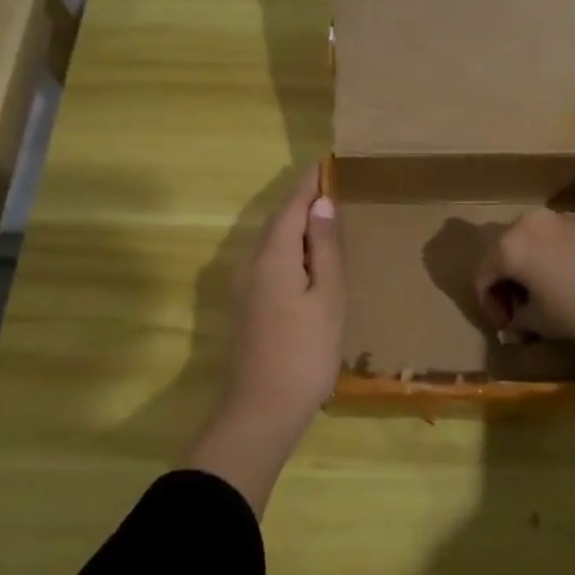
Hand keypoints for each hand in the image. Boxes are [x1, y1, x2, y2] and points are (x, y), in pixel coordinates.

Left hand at [187, 165, 344, 513]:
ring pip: (272, 244)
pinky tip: (308, 261)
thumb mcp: (327, 297)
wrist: (261, 410)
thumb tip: (321, 205)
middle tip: (329, 186)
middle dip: (301, 202)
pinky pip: (270, 263)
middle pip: (277, 223)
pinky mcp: (248, 308)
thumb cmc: (305, 352)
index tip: (325, 164)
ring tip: (323, 218)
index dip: (308, 185)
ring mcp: (245, 288)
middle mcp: (252, 265)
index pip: (291, 207)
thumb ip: (324, 249)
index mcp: (273, 257)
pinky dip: (290, 250)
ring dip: (295, 226)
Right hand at [472, 209, 574, 346]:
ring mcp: (562, 217)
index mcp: (510, 245)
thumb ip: (520, 320)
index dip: (489, 304)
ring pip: (533, 244)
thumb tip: (514, 322)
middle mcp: (530, 222)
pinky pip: (559, 240)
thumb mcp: (544, 322)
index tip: (507, 326)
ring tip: (549, 298)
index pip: (483, 275)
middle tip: (523, 312)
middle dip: (509, 284)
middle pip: (505, 253)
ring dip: (532, 270)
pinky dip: (556, 259)